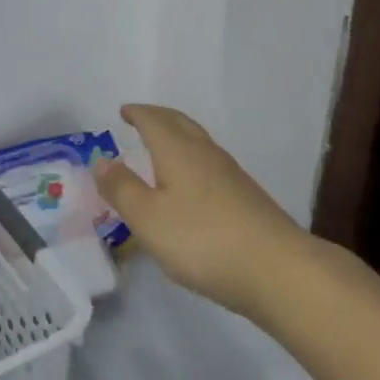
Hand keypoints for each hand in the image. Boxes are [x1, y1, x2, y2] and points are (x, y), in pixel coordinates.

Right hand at [91, 104, 312, 318]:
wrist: (277, 269)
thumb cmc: (202, 239)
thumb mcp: (148, 218)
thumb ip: (122, 188)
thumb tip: (101, 160)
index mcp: (179, 151)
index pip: (154, 120)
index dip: (138, 113)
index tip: (124, 110)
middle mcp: (206, 154)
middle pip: (181, 124)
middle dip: (159, 118)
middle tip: (142, 119)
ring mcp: (231, 176)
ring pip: (199, 144)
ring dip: (178, 138)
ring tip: (162, 148)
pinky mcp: (246, 199)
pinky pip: (210, 166)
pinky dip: (192, 161)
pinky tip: (191, 184)